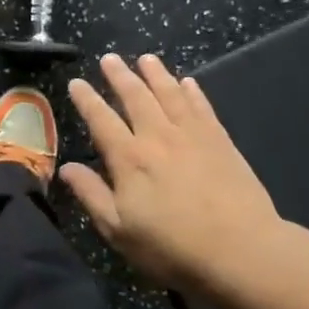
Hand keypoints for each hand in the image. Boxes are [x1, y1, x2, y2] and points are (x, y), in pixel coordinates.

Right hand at [61, 53, 280, 294]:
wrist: (241, 250)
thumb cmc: (172, 247)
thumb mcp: (119, 230)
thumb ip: (91, 195)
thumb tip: (66, 168)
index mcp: (129, 159)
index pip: (101, 120)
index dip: (86, 100)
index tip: (76, 83)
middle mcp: (158, 137)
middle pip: (136, 97)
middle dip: (120, 76)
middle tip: (110, 58)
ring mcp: (193, 136)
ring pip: (170, 94)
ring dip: (156, 74)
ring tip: (146, 59)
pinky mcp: (221, 142)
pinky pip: (202, 107)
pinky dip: (193, 92)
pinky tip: (188, 82)